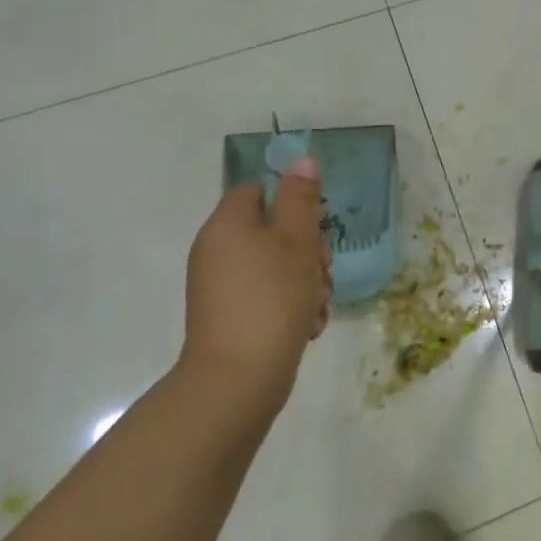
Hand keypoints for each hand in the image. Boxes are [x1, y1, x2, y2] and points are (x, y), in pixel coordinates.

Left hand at [180, 156, 331, 405]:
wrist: (237, 380)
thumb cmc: (271, 298)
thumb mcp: (295, 239)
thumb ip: (300, 197)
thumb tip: (301, 160)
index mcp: (227, 225)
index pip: (258, 191)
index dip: (291, 202)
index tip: (316, 225)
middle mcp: (218, 252)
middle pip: (273, 231)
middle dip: (308, 249)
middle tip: (322, 269)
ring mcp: (223, 289)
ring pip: (277, 267)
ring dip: (307, 281)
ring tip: (317, 305)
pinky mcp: (233, 319)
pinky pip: (268, 298)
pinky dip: (291, 307)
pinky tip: (308, 327)